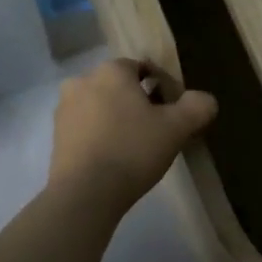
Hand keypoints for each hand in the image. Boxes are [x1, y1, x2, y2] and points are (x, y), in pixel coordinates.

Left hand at [49, 58, 217, 217]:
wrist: (85, 193)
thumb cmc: (133, 150)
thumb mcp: (177, 128)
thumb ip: (196, 107)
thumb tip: (205, 100)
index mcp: (111, 71)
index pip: (142, 68)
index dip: (163, 88)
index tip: (173, 113)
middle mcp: (82, 81)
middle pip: (120, 87)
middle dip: (138, 103)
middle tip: (157, 132)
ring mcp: (64, 109)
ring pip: (101, 107)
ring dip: (118, 120)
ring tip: (136, 148)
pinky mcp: (56, 136)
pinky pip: (86, 128)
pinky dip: (101, 136)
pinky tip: (114, 159)